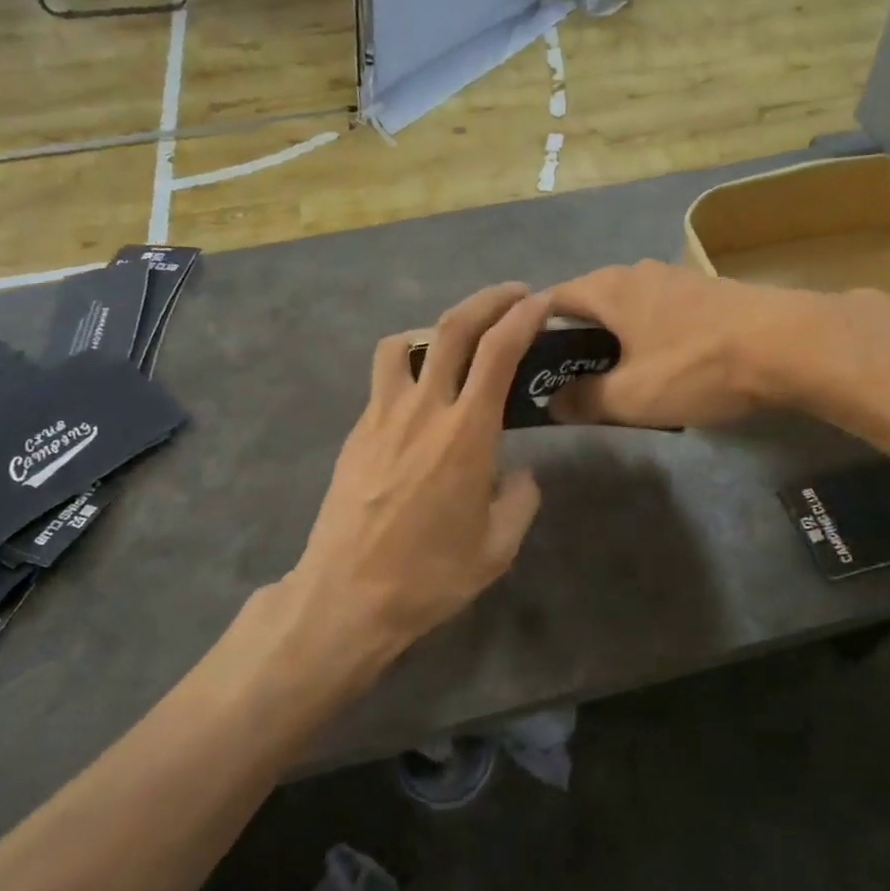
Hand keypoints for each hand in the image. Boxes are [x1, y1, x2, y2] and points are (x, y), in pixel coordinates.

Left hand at [291, 282, 549, 665]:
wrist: (347, 596)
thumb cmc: (430, 575)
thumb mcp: (498, 547)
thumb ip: (521, 500)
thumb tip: (520, 473)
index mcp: (467, 433)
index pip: (499, 350)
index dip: (524, 315)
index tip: (542, 300)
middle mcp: (424, 409)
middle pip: (453, 326)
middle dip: (488, 298)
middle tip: (513, 294)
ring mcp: (382, 416)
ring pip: (405, 342)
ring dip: (436, 329)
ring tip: (456, 346)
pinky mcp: (357, 432)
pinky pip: (384, 380)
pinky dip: (409, 369)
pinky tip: (421, 402)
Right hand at [548, 261, 836, 427]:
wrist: (788, 344)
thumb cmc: (695, 367)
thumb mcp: (630, 397)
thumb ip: (584, 400)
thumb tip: (552, 402)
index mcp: (607, 288)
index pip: (548, 301)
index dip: (530, 334)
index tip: (527, 368)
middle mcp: (636, 271)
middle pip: (588, 304)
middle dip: (573, 342)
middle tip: (568, 384)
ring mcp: (675, 279)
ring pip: (626, 310)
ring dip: (613, 342)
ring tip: (613, 381)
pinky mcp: (706, 292)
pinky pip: (658, 315)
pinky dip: (646, 339)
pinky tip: (660, 368)